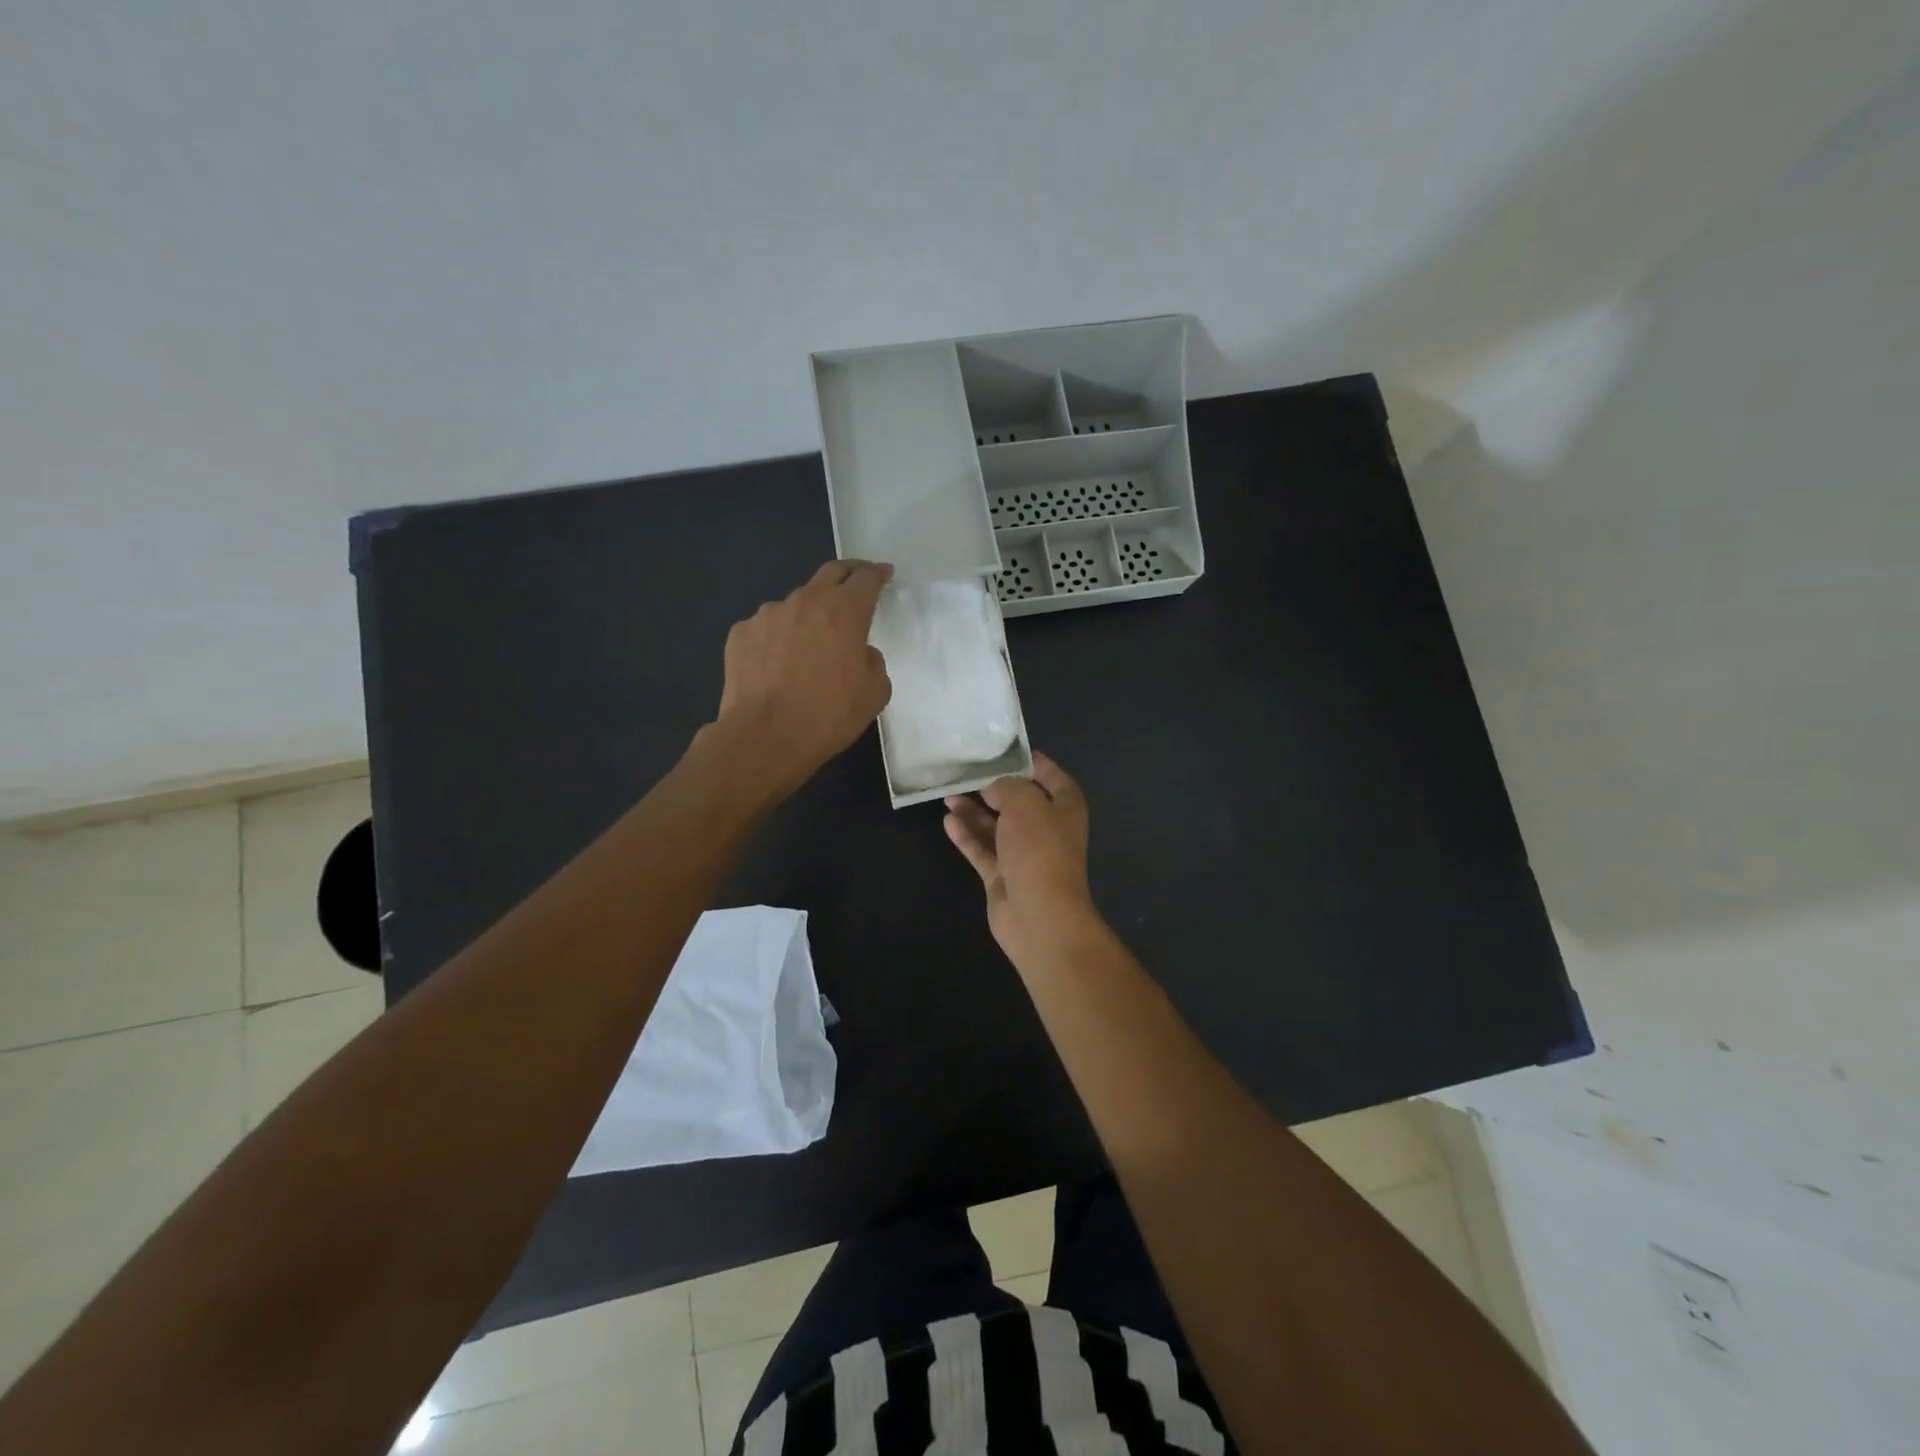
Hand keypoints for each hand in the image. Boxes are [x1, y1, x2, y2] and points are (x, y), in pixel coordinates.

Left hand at [715, 560, 893, 796]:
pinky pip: (766, 629)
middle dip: (847, 573)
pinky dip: (777, 639)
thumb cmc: (828, 715)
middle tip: (856, 581)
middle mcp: (804, 602)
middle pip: (830, 573)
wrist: (764, 737)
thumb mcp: (874, 693)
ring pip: (795, 605)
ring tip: (808, 645)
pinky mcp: (740, 634)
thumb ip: (873, 662)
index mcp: (844, 611)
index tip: (885, 574)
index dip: (878, 573)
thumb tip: (859, 653)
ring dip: (808, 616)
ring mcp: (767, 615)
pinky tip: (776, 666)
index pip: (866, 578)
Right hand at [944, 754, 1103, 962]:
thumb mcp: (1025, 803)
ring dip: (974, 811)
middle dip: (994, 788)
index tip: (1011, 751)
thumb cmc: (1040, 850)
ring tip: (948, 795)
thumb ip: (1006, 787)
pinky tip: (948, 821)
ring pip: (996, 827)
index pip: (1054, 779)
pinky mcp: (1002, 877)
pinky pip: (982, 850)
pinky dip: (967, 836)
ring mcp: (1023, 856)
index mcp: (1065, 810)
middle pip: (1019, 803)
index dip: (1037, 764)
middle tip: (967, 773)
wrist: (1039, 916)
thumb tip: (992, 789)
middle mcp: (1047, 831)